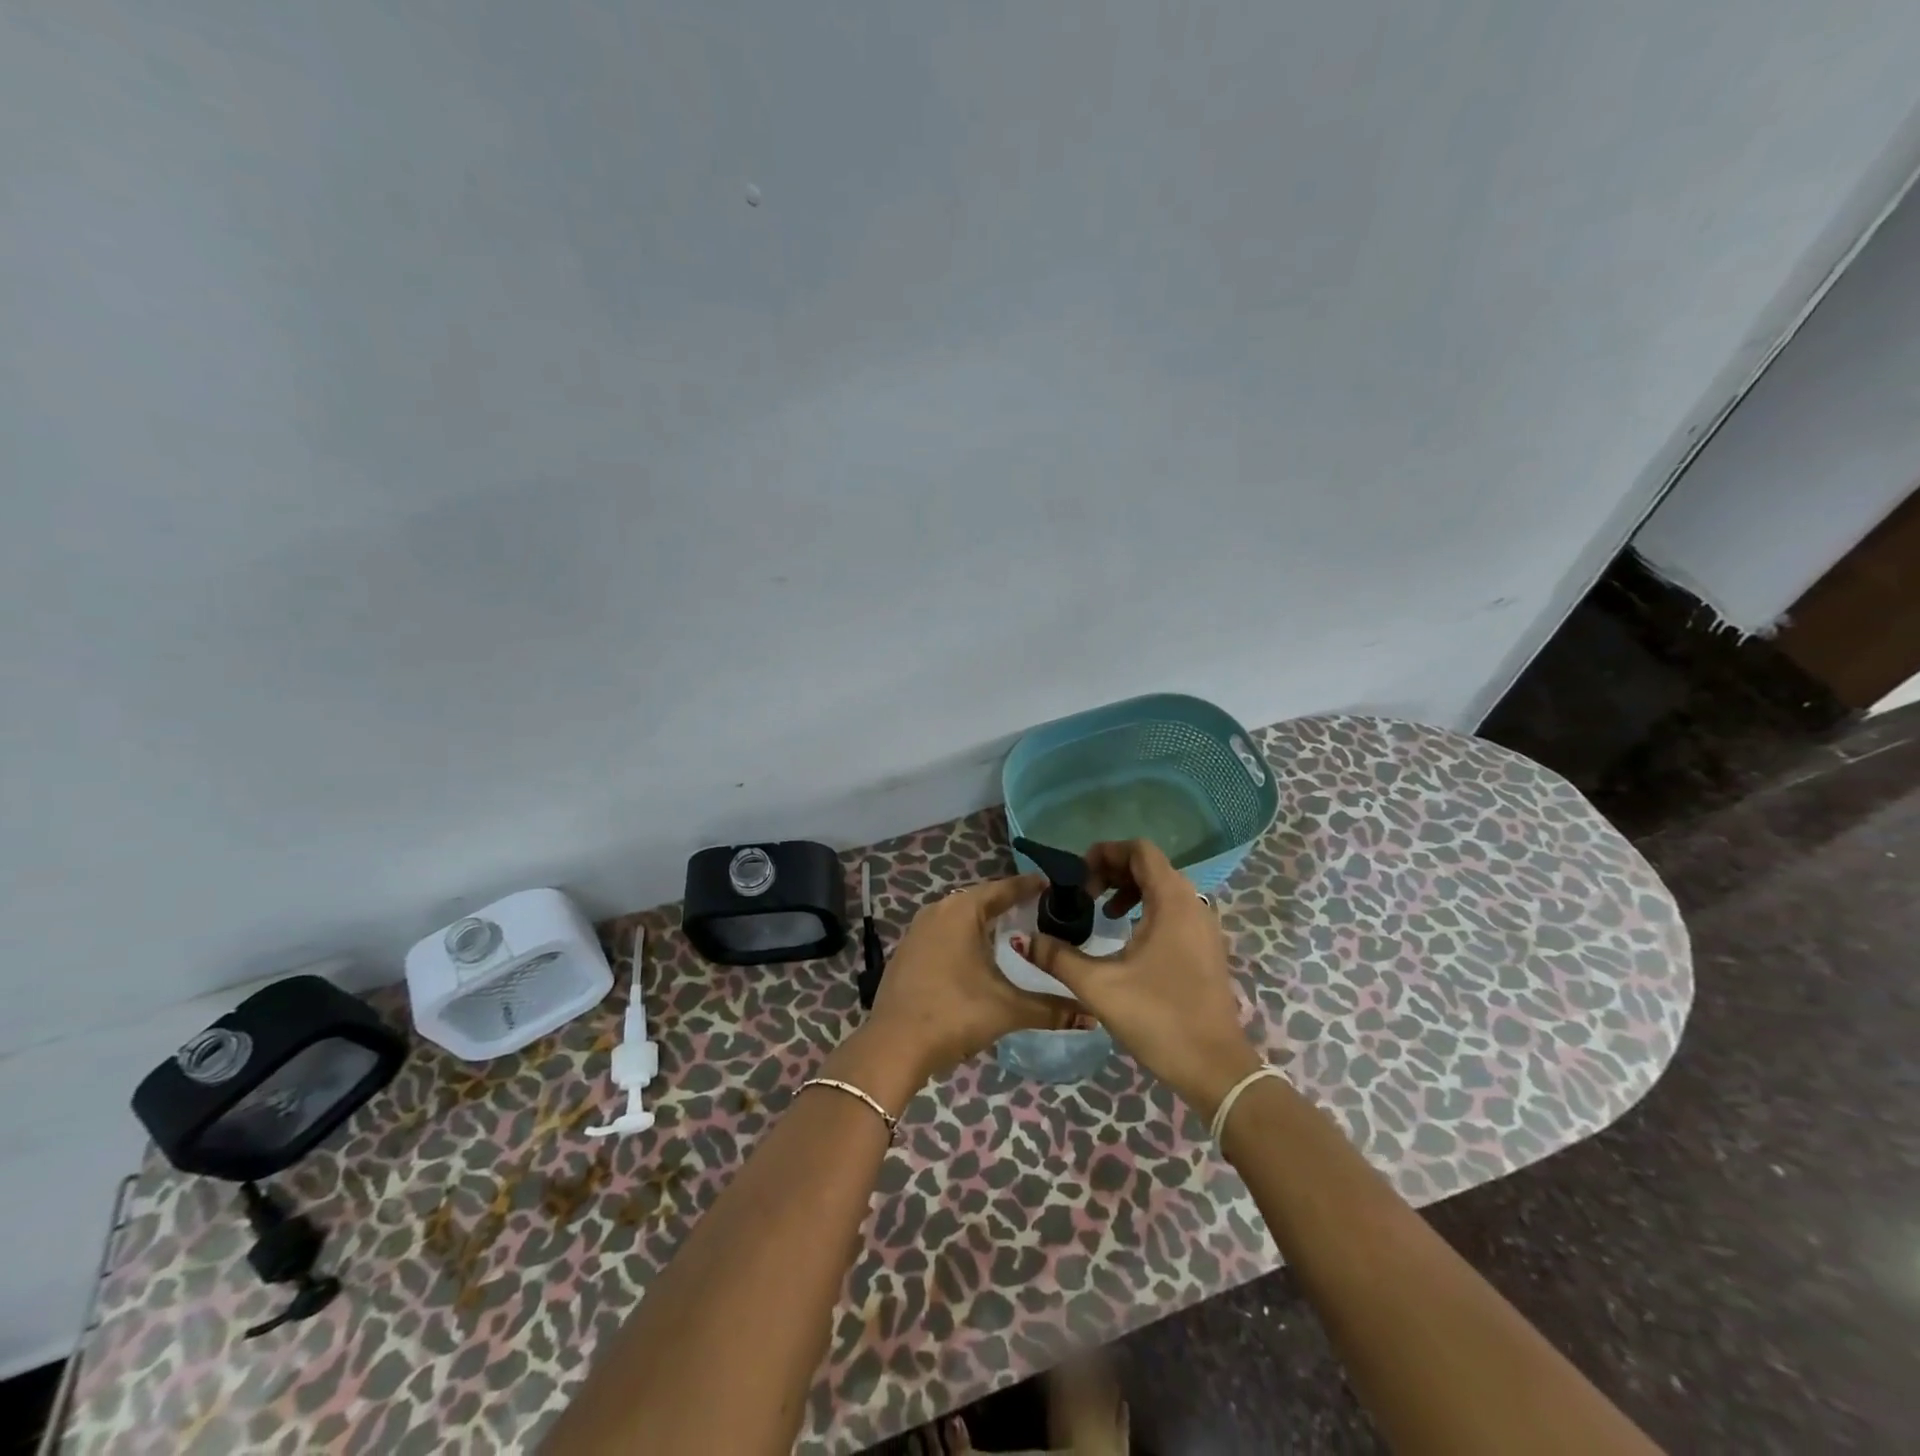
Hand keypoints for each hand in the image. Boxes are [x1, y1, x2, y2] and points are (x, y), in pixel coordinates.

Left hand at [864, 873, 1076, 1082]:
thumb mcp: (1007, 1009)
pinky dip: (964, 935)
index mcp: (961, 911)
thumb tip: (1093, 1017)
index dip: (1028, 887)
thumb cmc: (954, 1015)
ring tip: (1013, 929)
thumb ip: (1052, 1009)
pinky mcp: (907, 950)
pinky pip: (943, 931)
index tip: (1051, 885)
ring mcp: (917, 930)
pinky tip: (978, 954)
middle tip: (1038, 910)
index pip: (1003, 889)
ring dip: (984, 921)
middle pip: (980, 900)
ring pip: (959, 916)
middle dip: (1008, 903)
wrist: (894, 1045)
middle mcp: (938, 911)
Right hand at [1026, 839, 1259, 1119]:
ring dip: (1130, 890)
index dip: (1106, 853)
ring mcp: (1204, 926)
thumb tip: (1025, 940)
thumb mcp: (1099, 986)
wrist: (1214, 1068)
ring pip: (1164, 888)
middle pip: (1151, 866)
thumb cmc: (1158, 1018)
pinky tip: (1127, 936)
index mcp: (1172, 901)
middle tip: (1085, 894)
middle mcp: (1194, 904)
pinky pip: (1175, 909)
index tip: (1079, 876)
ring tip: (1102, 911)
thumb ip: (1058, 957)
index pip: (1140, 850)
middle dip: (1114, 871)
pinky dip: (1148, 908)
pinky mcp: (1206, 947)